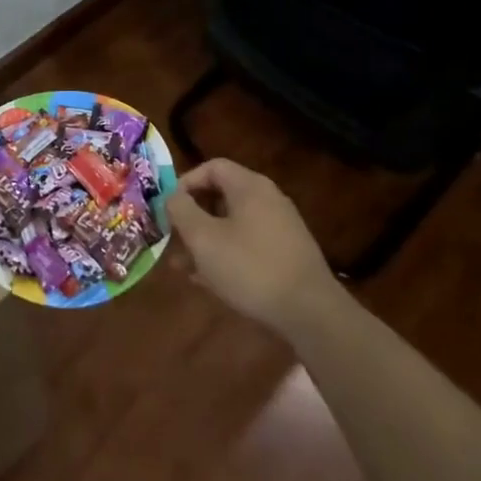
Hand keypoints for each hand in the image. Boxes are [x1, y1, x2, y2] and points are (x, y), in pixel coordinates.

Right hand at [167, 157, 341, 337]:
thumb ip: (181, 211)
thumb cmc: (251, 268)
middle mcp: (268, 199)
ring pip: (233, 225)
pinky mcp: (287, 255)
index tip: (168, 207)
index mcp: (249, 187)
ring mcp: (280, 228)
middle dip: (192, 217)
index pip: (212, 167)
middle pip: (221, 196)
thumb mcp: (204, 239)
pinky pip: (248, 245)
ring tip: (183, 266)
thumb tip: (171, 196)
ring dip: (206, 241)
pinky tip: (210, 281)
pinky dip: (226, 255)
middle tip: (172, 239)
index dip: (185, 182)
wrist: (311, 313)